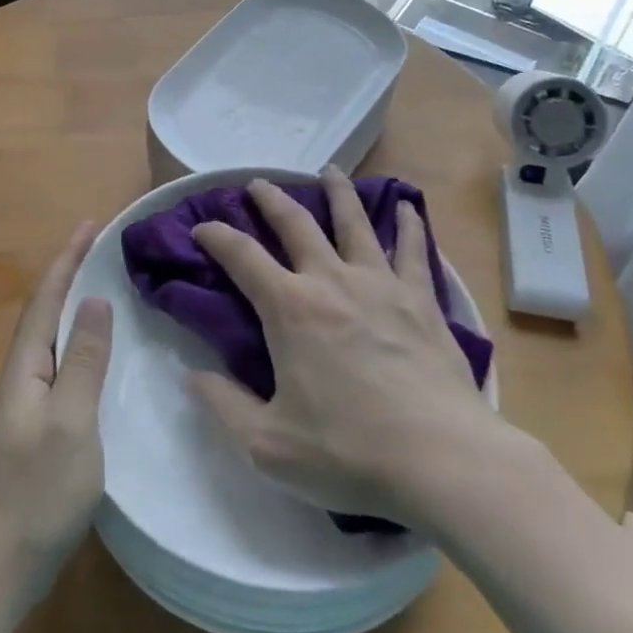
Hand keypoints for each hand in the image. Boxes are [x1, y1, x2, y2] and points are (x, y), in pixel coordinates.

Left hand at [0, 222, 113, 593]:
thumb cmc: (38, 491)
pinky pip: (55, 366)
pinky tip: (92, 354)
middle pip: (44, 312)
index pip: (46, 299)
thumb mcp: (72, 421)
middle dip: (69, 274)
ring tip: (99, 286)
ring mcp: (22, 404)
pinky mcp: (32, 427)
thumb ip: (84, 360)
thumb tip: (94, 301)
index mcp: (23, 368)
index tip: (90, 224)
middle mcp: (17, 377)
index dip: (67, 259)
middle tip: (99, 247)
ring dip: (70, 306)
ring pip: (48, 339)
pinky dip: (74, 342)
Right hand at [189, 167, 510, 529]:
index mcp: (290, 309)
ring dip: (337, 192)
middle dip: (271, 199)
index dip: (216, 236)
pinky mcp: (421, 300)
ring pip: (355, 222)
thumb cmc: (349, 453)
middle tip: (259, 184)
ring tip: (329, 171)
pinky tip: (407, 207)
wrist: (441, 461)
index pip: (241, 256)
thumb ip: (223, 406)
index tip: (201, 228)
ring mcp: (381, 285)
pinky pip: (412, 249)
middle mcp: (332, 281)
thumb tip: (191, 377)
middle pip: (296, 223)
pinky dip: (407, 224)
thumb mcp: (268, 445)